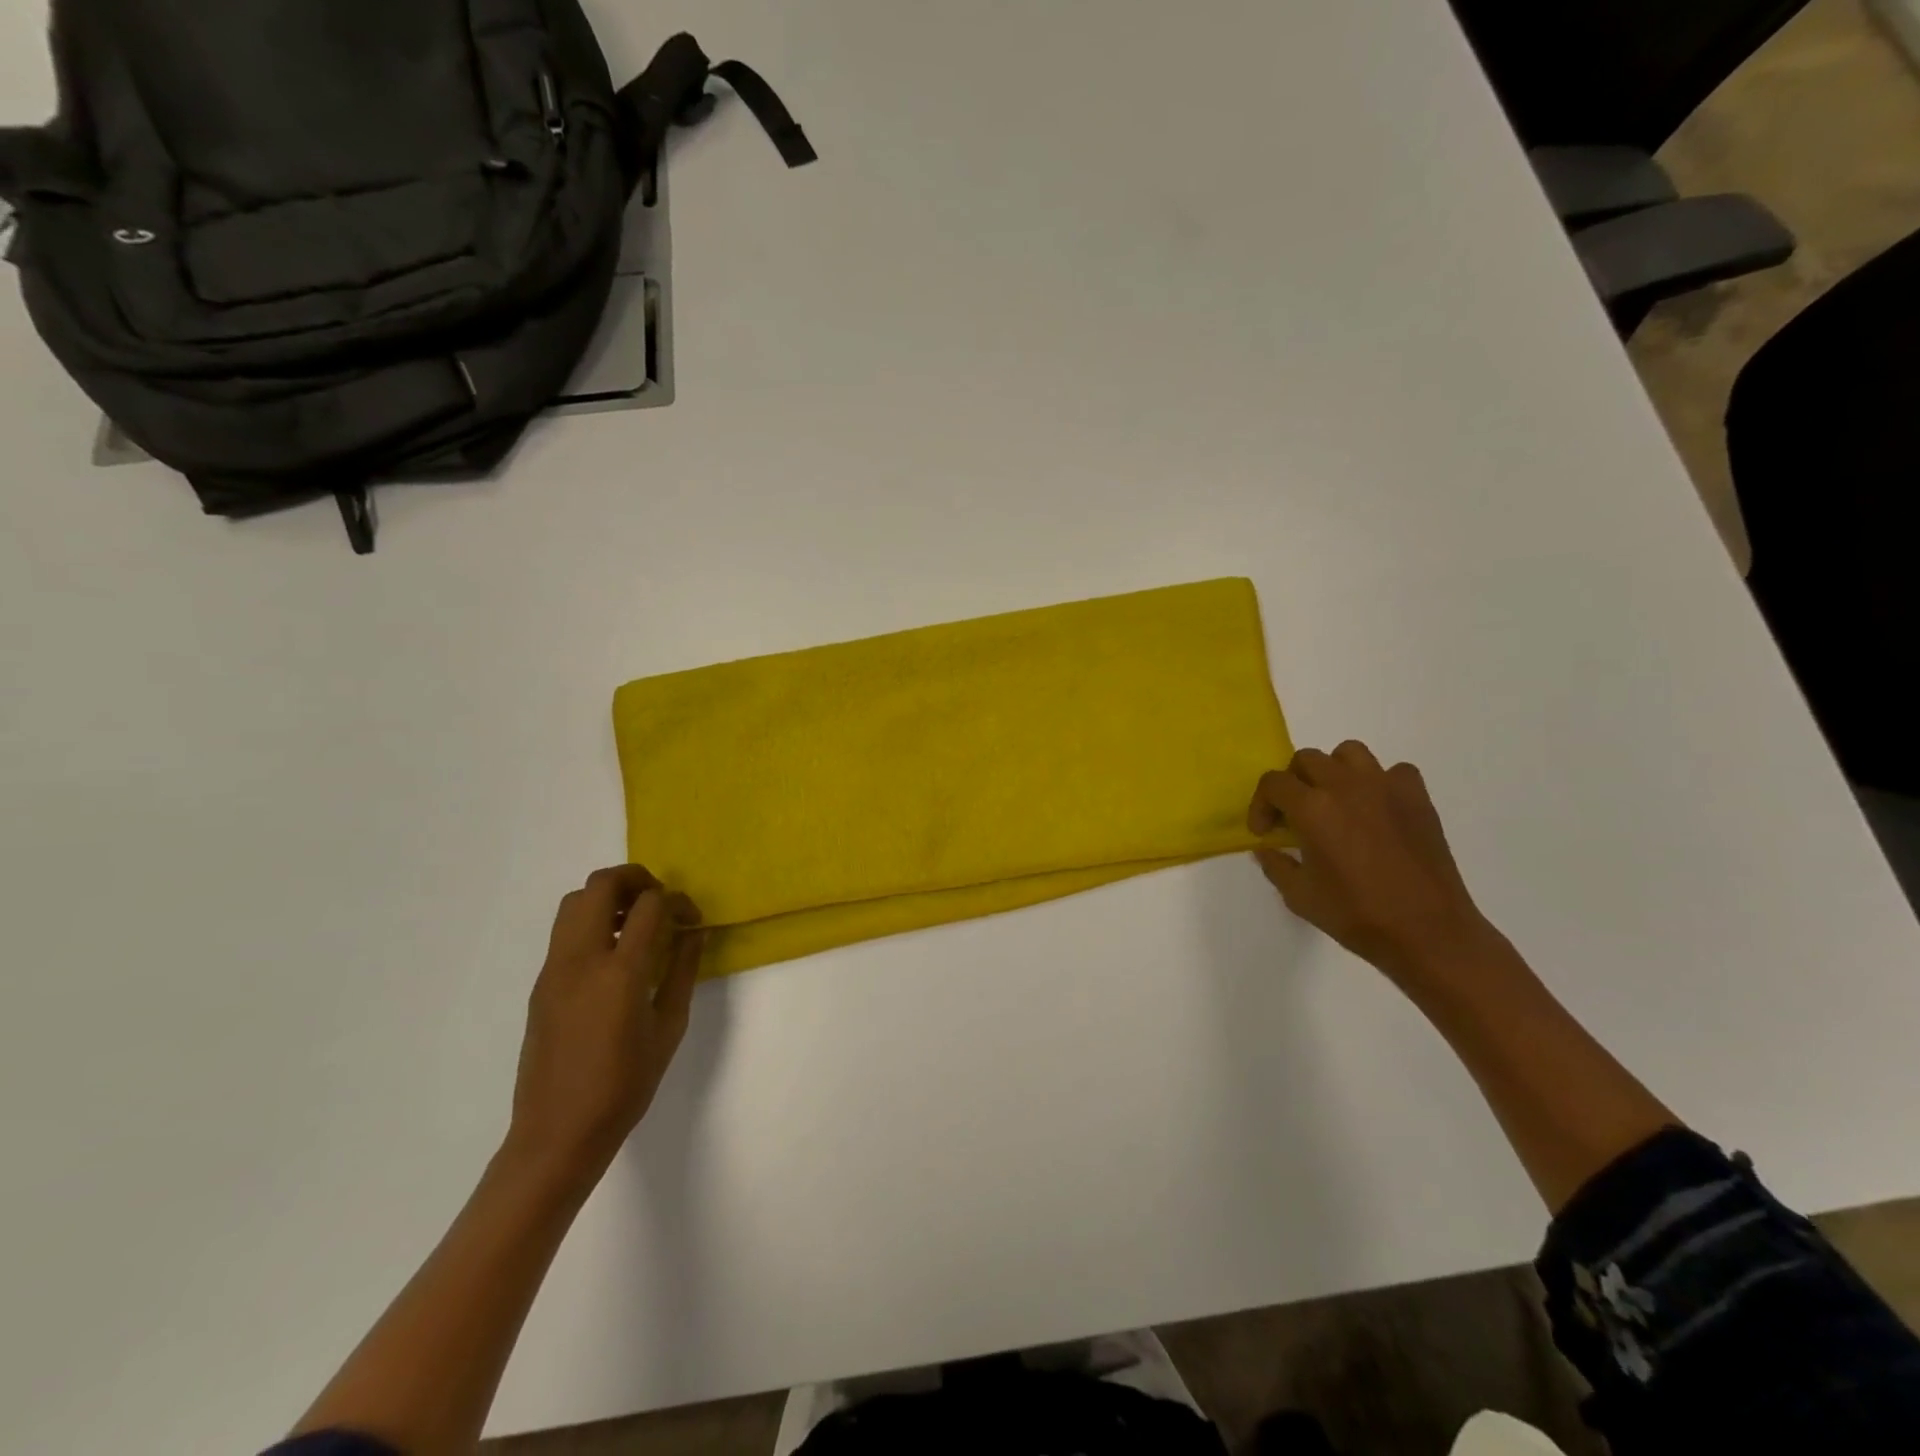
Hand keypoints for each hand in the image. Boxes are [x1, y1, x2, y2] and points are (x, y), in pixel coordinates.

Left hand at [506, 865, 704, 1180]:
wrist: (557, 1132)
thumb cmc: (624, 1085)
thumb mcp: (669, 1028)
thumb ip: (683, 972)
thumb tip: (694, 933)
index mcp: (620, 973)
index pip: (649, 906)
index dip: (676, 901)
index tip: (691, 919)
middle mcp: (581, 960)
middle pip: (601, 885)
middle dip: (636, 879)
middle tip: (660, 902)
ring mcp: (554, 969)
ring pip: (575, 901)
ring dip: (609, 897)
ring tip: (636, 923)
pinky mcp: (541, 983)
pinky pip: (565, 931)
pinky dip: (592, 921)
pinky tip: (614, 953)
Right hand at [1248, 742, 1495, 988]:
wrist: (1427, 932)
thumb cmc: (1356, 915)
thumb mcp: (1299, 896)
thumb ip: (1276, 864)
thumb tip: (1267, 847)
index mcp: (1312, 808)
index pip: (1273, 783)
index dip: (1261, 804)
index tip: (1265, 831)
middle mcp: (1346, 786)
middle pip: (1307, 759)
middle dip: (1293, 783)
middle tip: (1295, 814)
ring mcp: (1386, 788)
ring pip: (1349, 753)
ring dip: (1334, 771)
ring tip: (1335, 801)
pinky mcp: (1418, 798)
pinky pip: (1394, 772)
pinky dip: (1380, 783)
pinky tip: (1377, 810)